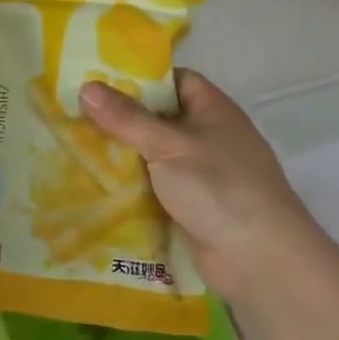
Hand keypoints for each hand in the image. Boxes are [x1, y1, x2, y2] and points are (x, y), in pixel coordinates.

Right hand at [80, 70, 324, 298]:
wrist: (260, 261)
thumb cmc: (218, 187)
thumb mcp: (166, 145)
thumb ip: (126, 118)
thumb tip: (85, 87)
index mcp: (213, 110)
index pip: (176, 80)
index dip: (142, 78)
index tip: (100, 82)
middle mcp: (210, 137)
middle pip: (161, 118)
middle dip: (123, 119)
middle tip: (78, 115)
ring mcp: (204, 174)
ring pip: (156, 156)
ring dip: (125, 156)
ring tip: (77, 148)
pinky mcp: (194, 207)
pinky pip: (157, 188)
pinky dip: (133, 187)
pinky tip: (99, 186)